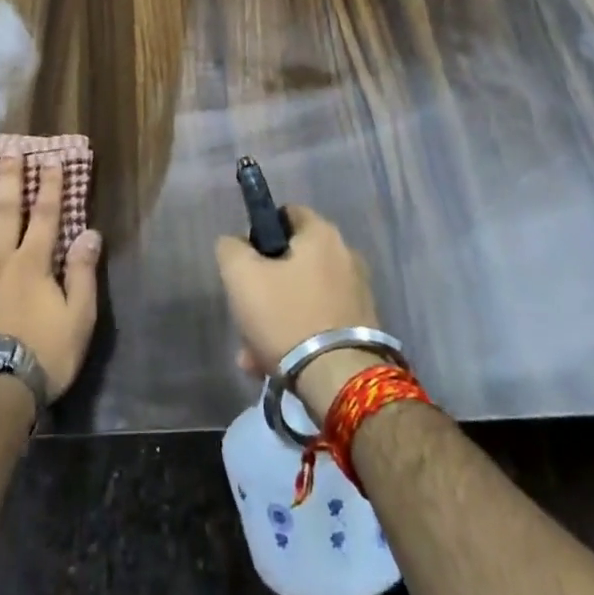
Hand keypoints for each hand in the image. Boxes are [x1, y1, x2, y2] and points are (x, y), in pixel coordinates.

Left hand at [0, 154, 102, 401]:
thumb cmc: (40, 359)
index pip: (45, 215)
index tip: (51, 158)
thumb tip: (90, 233)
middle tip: (7, 149)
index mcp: (32, 264)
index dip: (49, 185)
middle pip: (3, 210)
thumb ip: (83, 275)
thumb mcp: (78, 321)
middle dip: (7, 178)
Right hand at [214, 205, 386, 418]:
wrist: (339, 381)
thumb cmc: (286, 316)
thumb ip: (230, 248)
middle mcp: (346, 256)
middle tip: (245, 313)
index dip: (260, 233)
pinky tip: (274, 365)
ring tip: (253, 353)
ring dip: (276, 318)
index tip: (245, 262)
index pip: (286, 213)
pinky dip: (297, 337)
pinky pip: (319, 322)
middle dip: (265, 287)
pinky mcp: (363, 328)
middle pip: (292, 261)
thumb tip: (236, 244)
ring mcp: (358, 293)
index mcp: (322, 234)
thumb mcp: (240, 276)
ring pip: (302, 297)